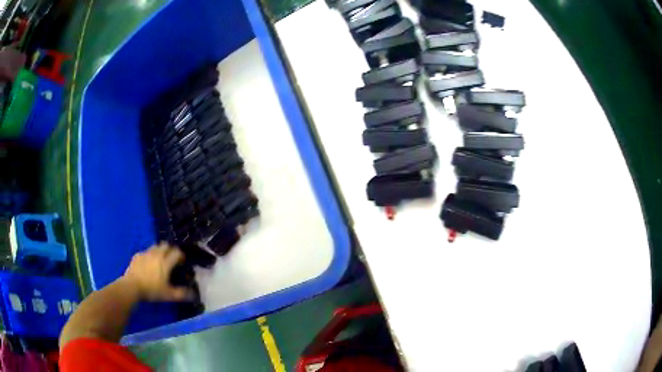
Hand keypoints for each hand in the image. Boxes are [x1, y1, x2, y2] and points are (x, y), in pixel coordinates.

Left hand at [122, 243, 191, 301]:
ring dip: (160, 250)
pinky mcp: (137, 255)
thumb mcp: (168, 295)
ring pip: (155, 246)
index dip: (181, 255)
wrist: (132, 286)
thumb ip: (181, 294)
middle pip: (166, 245)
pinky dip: (149, 255)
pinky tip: (148, 263)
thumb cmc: (152, 290)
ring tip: (160, 260)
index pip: (176, 252)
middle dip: (170, 250)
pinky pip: (145, 252)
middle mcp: (157, 254)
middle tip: (171, 259)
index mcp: (166, 262)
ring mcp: (146, 253)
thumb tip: (194, 294)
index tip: (182, 262)